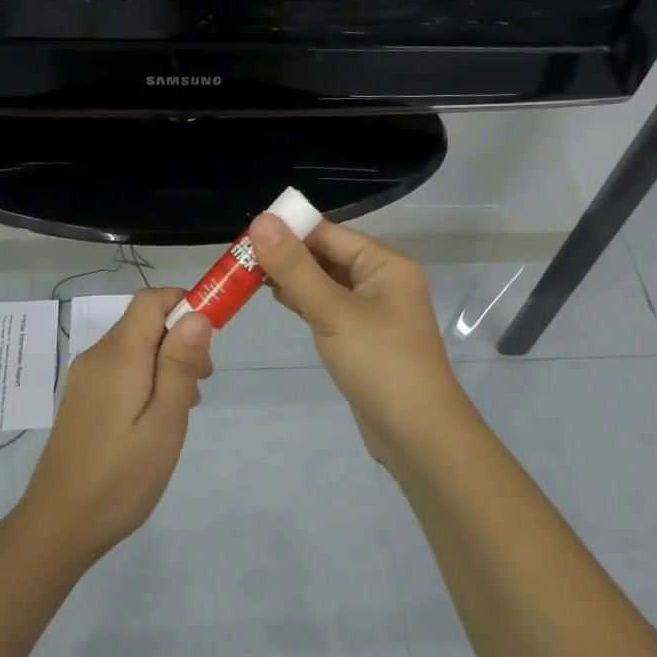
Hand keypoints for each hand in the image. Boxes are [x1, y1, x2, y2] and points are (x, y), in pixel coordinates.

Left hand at [13, 287, 212, 568]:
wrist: (59, 526)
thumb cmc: (121, 477)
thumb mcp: (164, 423)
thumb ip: (179, 366)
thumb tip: (197, 314)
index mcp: (118, 356)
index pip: (151, 300)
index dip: (185, 304)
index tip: (212, 338)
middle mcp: (97, 356)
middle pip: (144, 322)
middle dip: (180, 340)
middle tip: (201, 385)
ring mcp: (85, 378)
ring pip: (135, 347)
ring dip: (166, 362)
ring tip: (183, 407)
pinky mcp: (82, 398)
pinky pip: (121, 369)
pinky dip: (147, 378)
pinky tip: (156, 419)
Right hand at [250, 215, 477, 470]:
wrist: (418, 435)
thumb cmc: (380, 363)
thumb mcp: (333, 311)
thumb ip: (295, 267)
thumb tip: (261, 221)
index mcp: (385, 264)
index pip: (329, 233)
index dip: (288, 230)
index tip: (244, 234)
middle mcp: (382, 281)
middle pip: (327, 256)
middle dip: (287, 255)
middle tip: (239, 258)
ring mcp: (374, 312)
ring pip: (326, 283)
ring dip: (292, 279)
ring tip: (248, 276)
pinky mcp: (363, 338)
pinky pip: (329, 308)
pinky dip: (304, 301)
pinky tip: (278, 299)